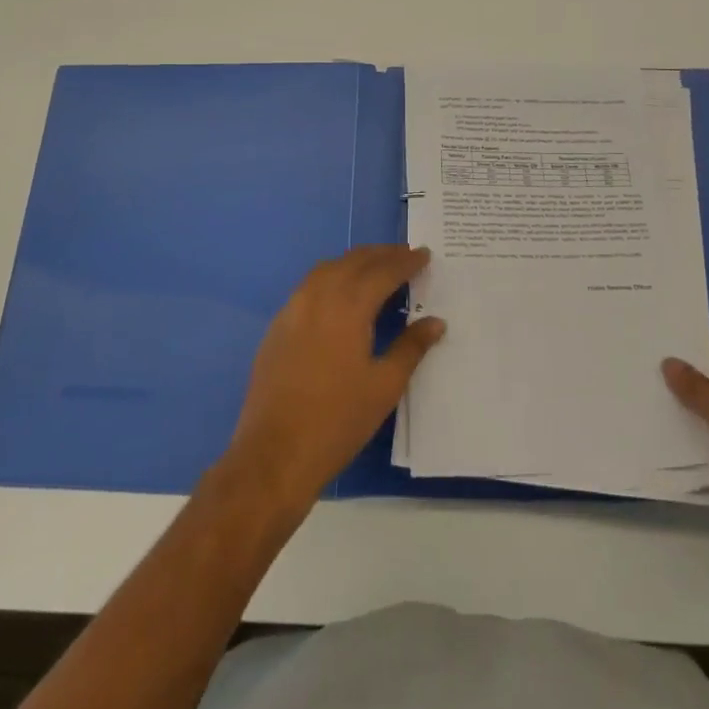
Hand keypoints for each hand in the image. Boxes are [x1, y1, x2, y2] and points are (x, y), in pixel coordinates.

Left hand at [221, 244, 445, 515]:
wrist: (274, 454)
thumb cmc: (337, 421)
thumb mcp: (384, 386)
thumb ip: (411, 347)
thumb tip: (435, 321)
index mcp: (348, 307)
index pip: (383, 271)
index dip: (406, 262)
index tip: (424, 254)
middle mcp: (319, 296)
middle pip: (354, 261)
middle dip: (381, 254)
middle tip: (405, 255)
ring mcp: (293, 309)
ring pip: (328, 268)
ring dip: (355, 261)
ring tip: (376, 267)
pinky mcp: (278, 325)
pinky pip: (309, 285)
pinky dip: (331, 277)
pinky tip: (341, 294)